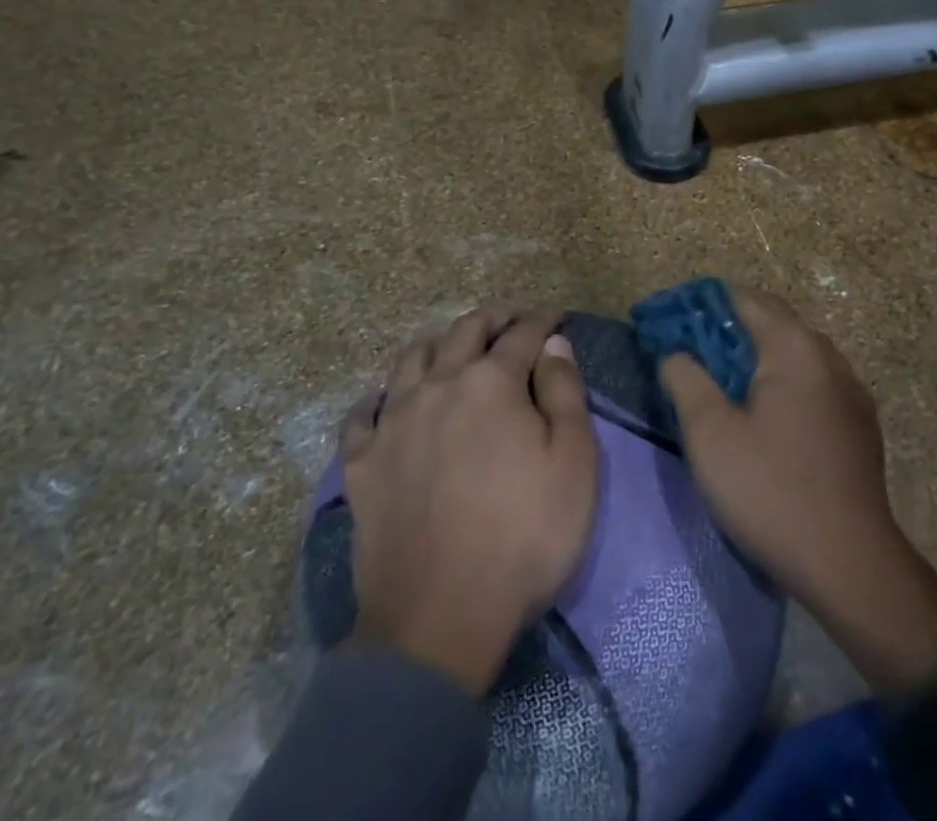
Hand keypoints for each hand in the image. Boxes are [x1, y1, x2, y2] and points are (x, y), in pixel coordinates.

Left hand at [338, 305, 598, 694]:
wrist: (439, 619)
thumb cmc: (523, 537)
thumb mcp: (574, 464)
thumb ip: (565, 392)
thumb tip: (554, 344)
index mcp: (491, 382)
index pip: (521, 334)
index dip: (542, 320)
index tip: (555, 317)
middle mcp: (438, 385)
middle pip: (463, 330)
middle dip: (492, 317)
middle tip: (509, 317)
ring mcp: (393, 421)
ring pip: (409, 358)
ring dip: (436, 341)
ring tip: (450, 344)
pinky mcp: (362, 462)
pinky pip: (362, 414)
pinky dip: (378, 397)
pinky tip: (386, 401)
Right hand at [659, 288, 936, 694]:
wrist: (851, 566)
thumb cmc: (771, 491)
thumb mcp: (710, 434)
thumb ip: (685, 378)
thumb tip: (675, 352)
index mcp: (794, 347)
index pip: (742, 299)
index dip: (700, 304)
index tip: (668, 320)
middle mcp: (827, 355)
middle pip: (771, 321)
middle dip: (726, 328)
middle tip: (686, 349)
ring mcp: (850, 389)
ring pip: (793, 352)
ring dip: (755, 355)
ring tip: (719, 379)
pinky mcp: (859, 422)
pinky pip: (811, 381)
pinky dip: (780, 380)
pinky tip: (762, 413)